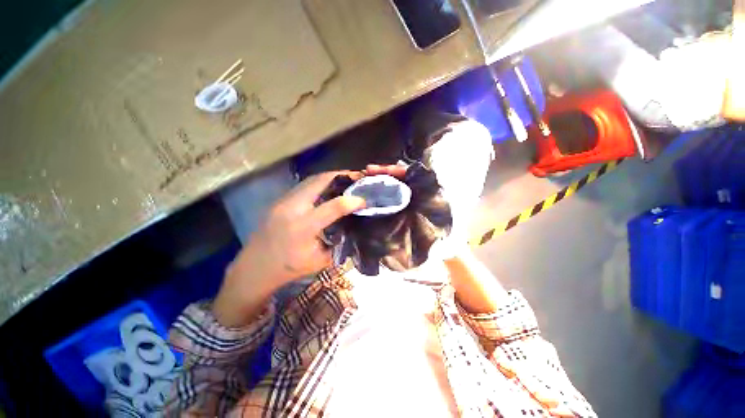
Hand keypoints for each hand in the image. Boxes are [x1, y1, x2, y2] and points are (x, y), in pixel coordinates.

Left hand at [213, 170, 366, 326]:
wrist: (254, 268)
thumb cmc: (289, 268)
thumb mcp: (320, 261)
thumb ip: (338, 243)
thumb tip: (352, 228)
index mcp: (304, 227)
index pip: (334, 206)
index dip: (353, 201)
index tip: (364, 200)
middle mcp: (293, 208)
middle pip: (319, 181)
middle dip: (341, 175)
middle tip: (357, 176)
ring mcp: (284, 201)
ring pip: (311, 180)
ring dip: (330, 177)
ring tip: (345, 180)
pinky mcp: (280, 201)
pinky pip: (304, 186)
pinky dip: (320, 183)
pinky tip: (328, 189)